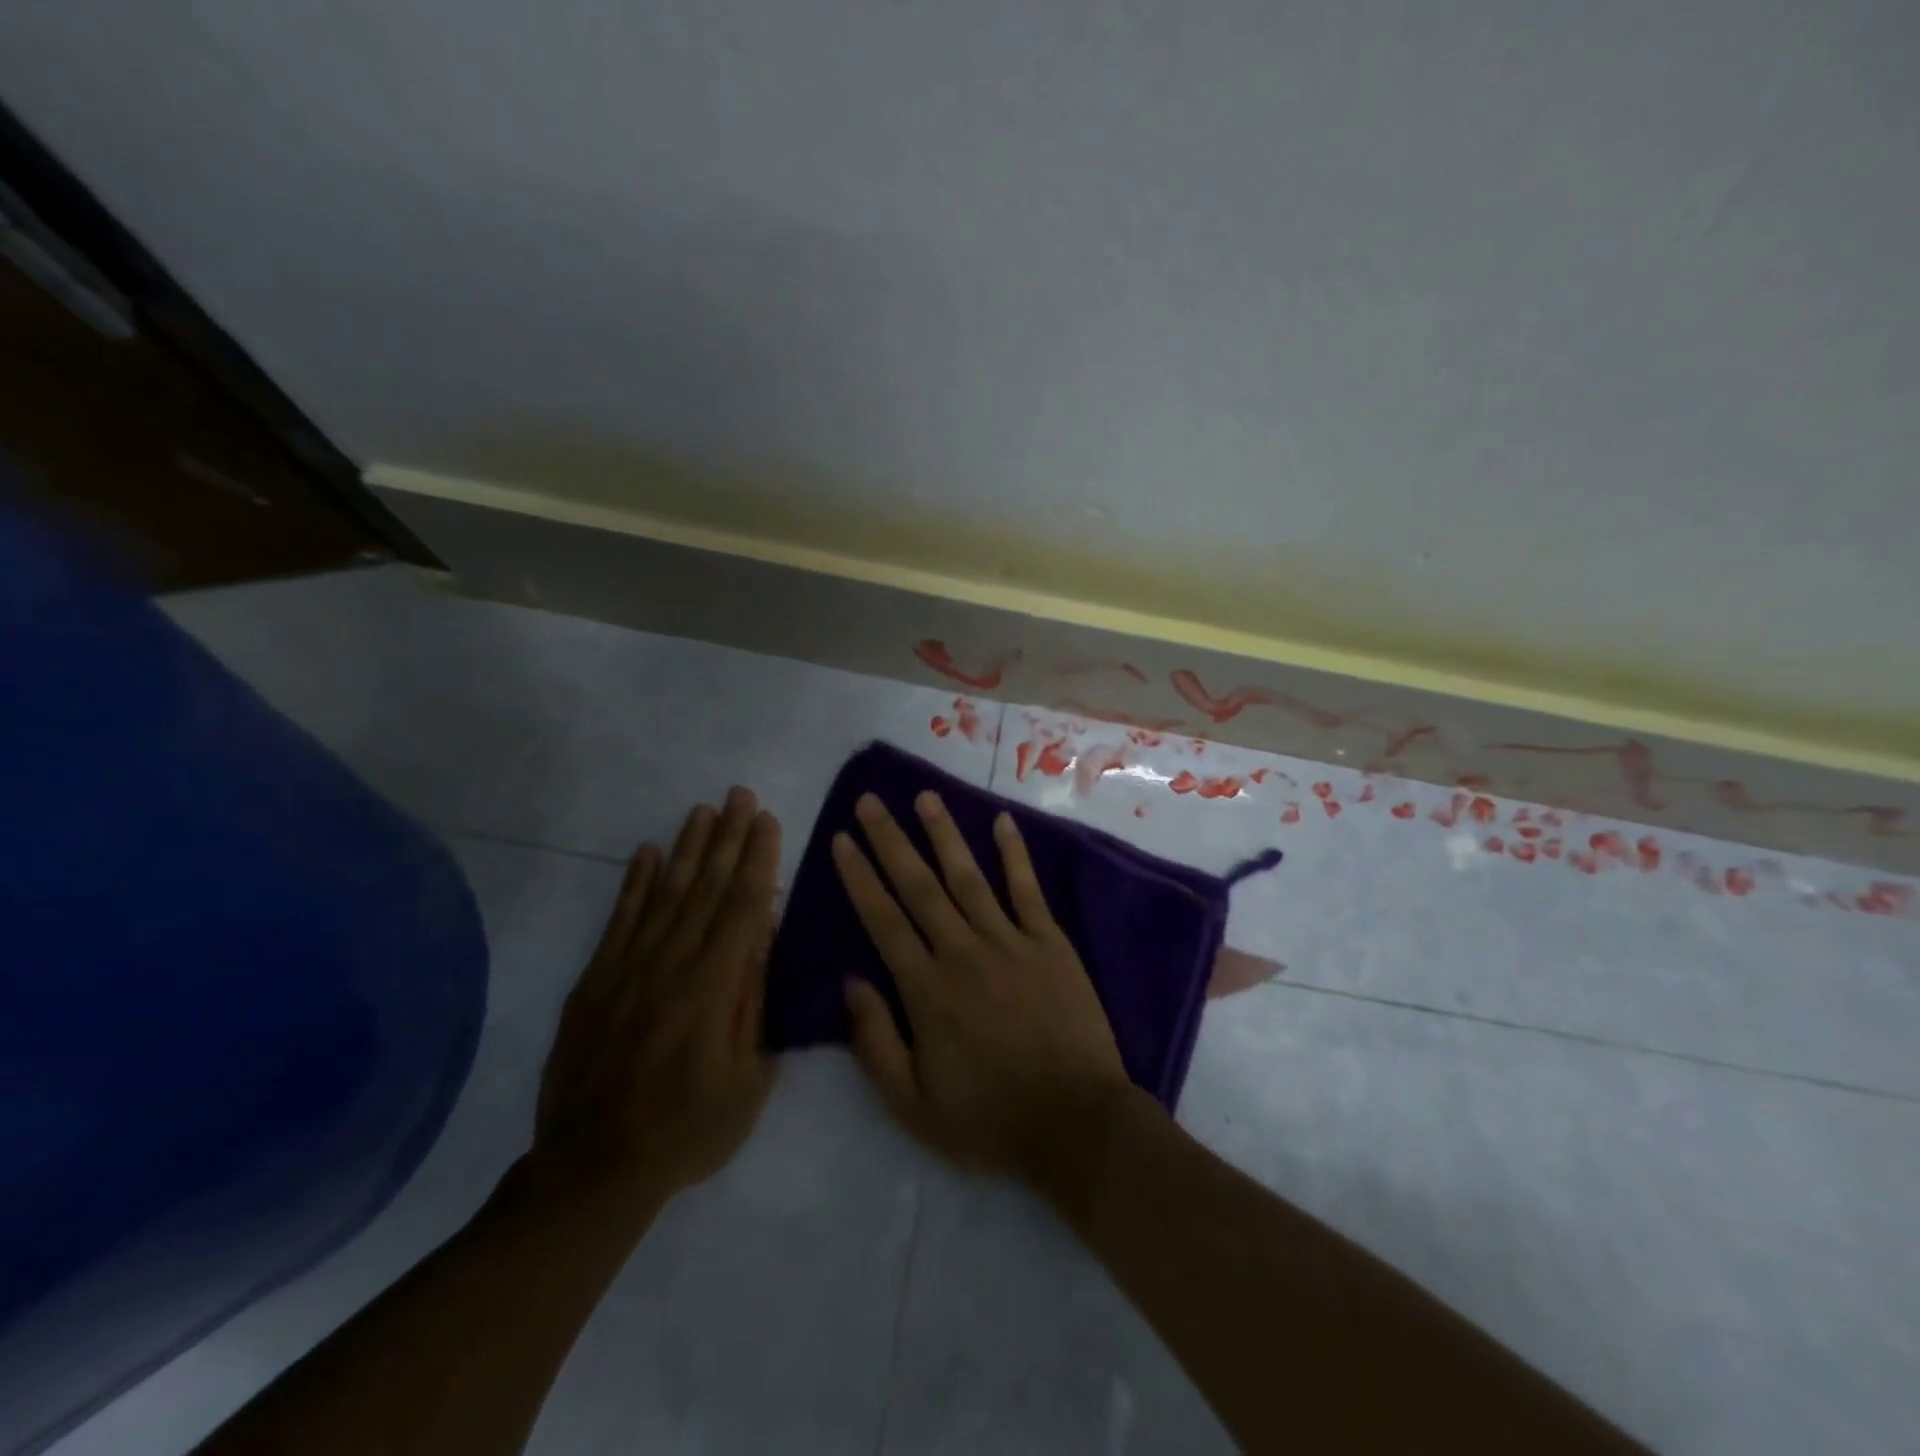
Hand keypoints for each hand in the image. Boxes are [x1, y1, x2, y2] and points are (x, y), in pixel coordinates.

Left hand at [532, 787, 781, 1204]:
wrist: (594, 1169)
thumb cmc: (689, 1128)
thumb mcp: (748, 1077)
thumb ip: (755, 1000)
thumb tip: (764, 934)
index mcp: (713, 987)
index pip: (743, 906)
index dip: (757, 859)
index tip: (768, 820)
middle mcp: (671, 964)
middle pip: (705, 887)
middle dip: (727, 837)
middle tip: (740, 795)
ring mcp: (627, 969)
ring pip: (664, 893)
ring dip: (686, 848)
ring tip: (702, 810)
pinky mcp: (595, 980)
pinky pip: (619, 920)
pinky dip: (633, 883)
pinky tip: (646, 852)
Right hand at [831, 791, 1134, 1184]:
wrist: (1076, 1123)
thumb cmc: (990, 1118)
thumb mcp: (913, 1105)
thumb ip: (876, 1042)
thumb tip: (851, 982)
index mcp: (926, 989)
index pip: (883, 920)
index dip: (859, 877)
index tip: (842, 840)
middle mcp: (962, 951)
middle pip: (918, 886)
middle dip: (890, 840)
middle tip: (870, 800)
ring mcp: (1010, 941)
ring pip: (968, 876)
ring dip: (944, 834)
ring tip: (924, 796)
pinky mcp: (1050, 943)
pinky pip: (1028, 889)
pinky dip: (1015, 854)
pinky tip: (1002, 821)